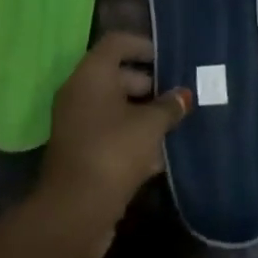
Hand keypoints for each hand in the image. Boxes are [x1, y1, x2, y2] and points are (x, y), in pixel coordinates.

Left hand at [36, 32, 191, 255]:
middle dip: (150, 84)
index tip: (170, 57)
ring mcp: (78, 124)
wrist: (74, 214)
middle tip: (179, 94)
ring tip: (177, 123)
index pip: (117, 43)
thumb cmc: (113, 152)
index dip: (144, 45)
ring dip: (144, 114)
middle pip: (118, 75)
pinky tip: (161, 155)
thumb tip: (183, 95)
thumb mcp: (149, 126)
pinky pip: (111, 133)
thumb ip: (169, 106)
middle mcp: (80, 92)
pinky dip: (133, 138)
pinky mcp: (82, 153)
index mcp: (91, 75)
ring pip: (116, 108)